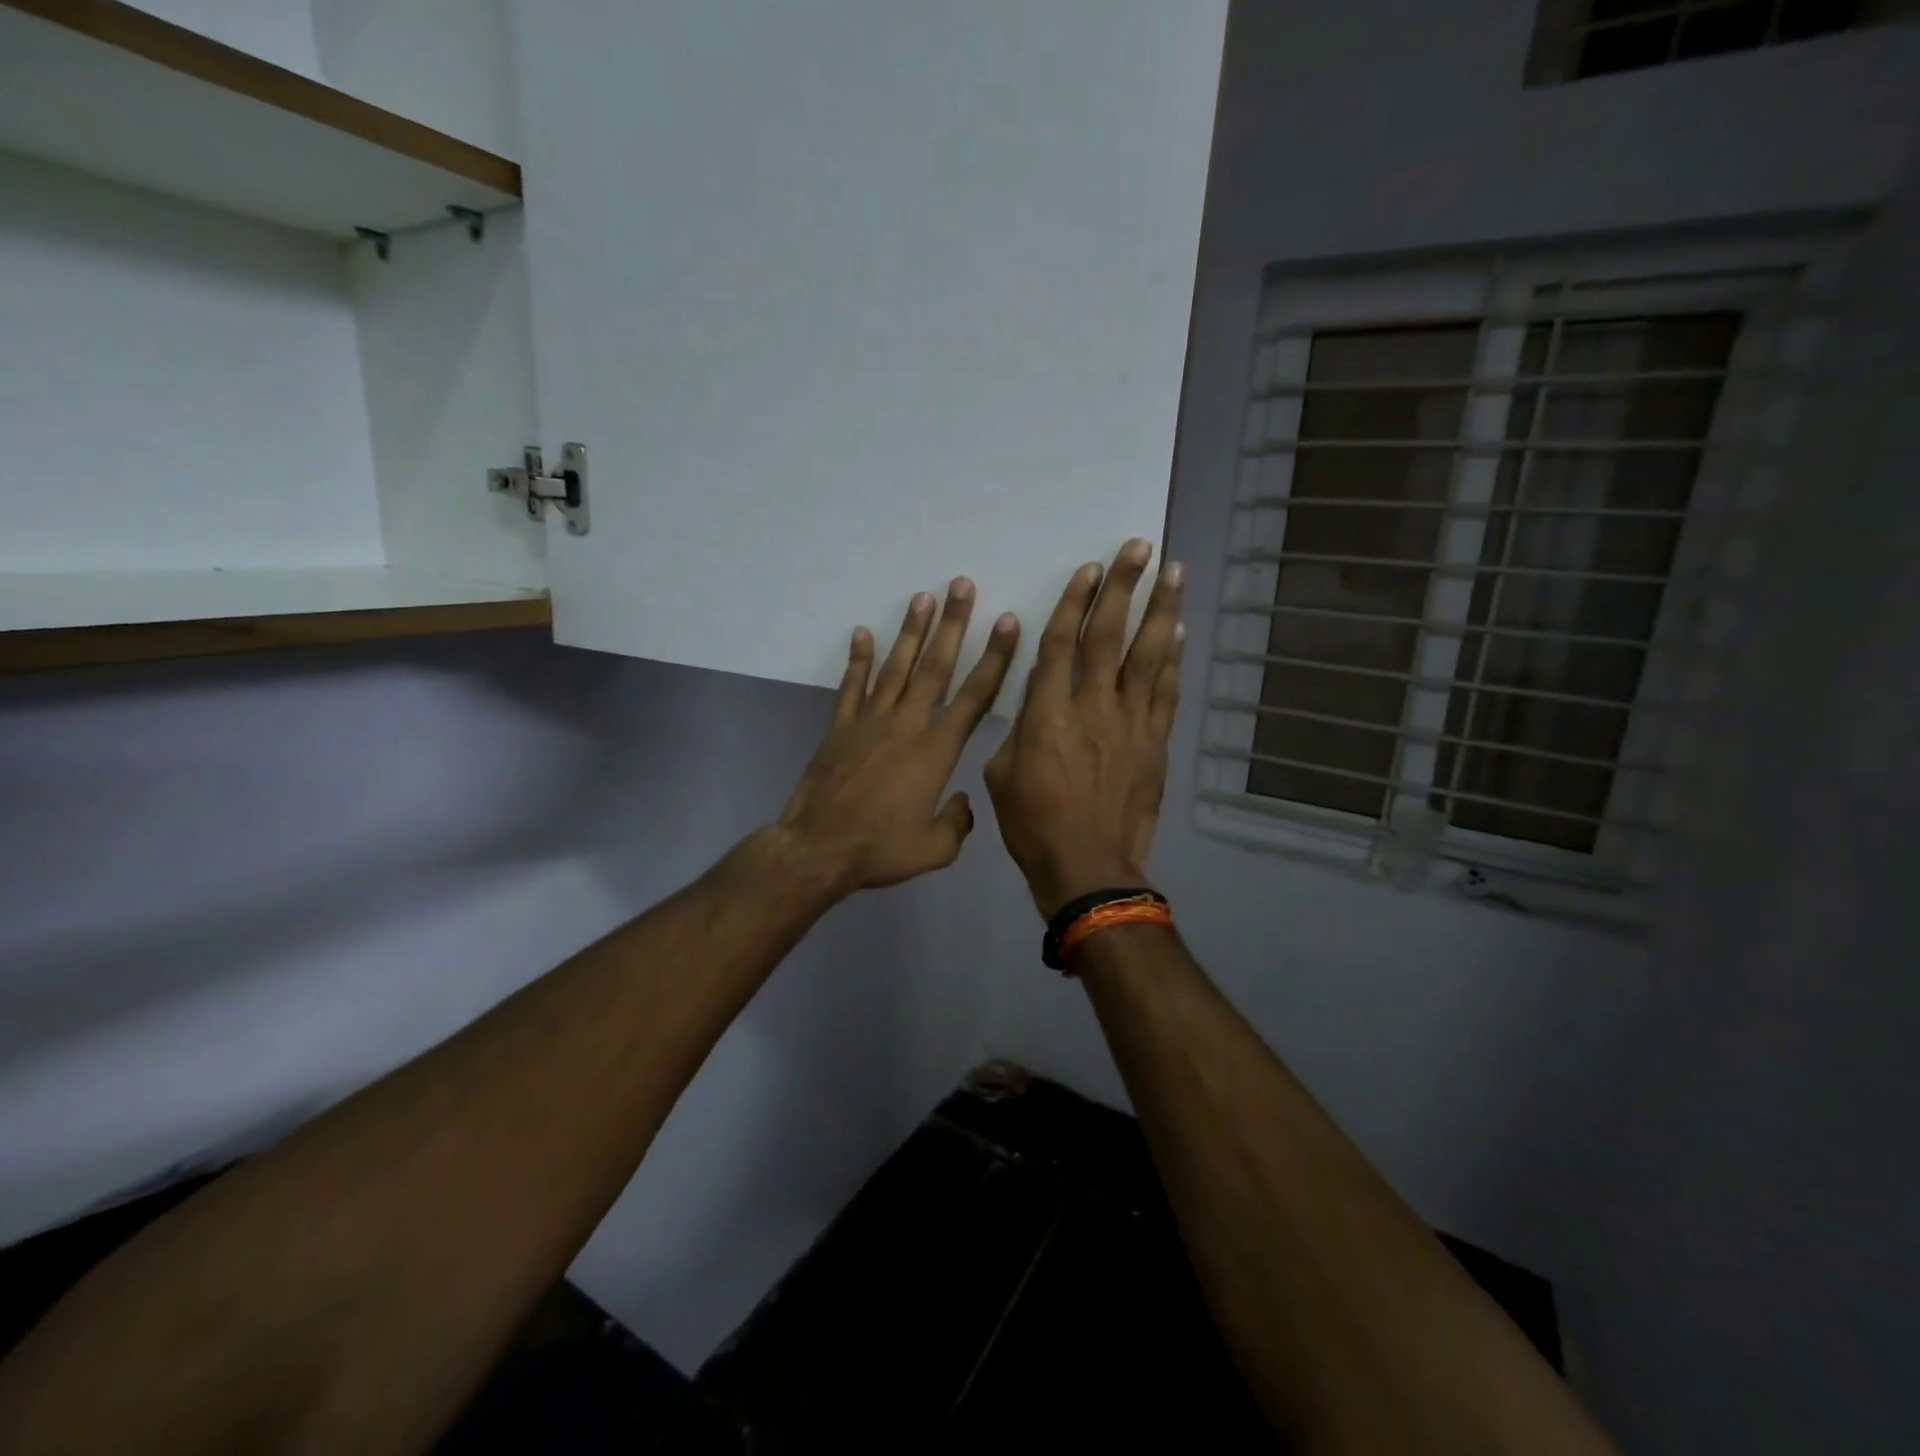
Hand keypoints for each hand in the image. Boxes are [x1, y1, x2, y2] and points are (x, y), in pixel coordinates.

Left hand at [777, 579, 1020, 894]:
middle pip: (935, 666)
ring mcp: (870, 721)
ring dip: (911, 631)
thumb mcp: (934, 850)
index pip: (975, 696)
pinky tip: (862, 633)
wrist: (818, 849)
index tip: (1007, 623)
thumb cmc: (880, 850)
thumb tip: (963, 803)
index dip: (995, 658)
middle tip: (962, 584)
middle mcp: (907, 724)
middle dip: (953, 624)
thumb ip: (957, 823)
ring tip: (923, 596)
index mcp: (937, 750)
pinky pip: (851, 686)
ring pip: (895, 667)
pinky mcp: (840, 727)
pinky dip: (858, 659)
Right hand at [984, 540, 1183, 916]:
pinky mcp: (1155, 743)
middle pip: (1110, 636)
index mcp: (1047, 713)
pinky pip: (1165, 693)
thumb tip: (1037, 703)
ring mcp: (1130, 723)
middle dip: (1124, 588)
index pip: (1061, 643)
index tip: (1089, 569)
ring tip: (1173, 572)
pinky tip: (1178, 633)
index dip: (1074, 602)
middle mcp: (1092, 707)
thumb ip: (1020, 729)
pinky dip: (1172, 660)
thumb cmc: (1033, 824)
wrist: (1088, 866)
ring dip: (1160, 610)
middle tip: (1140, 548)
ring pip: (1148, 656)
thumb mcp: (1002, 774)